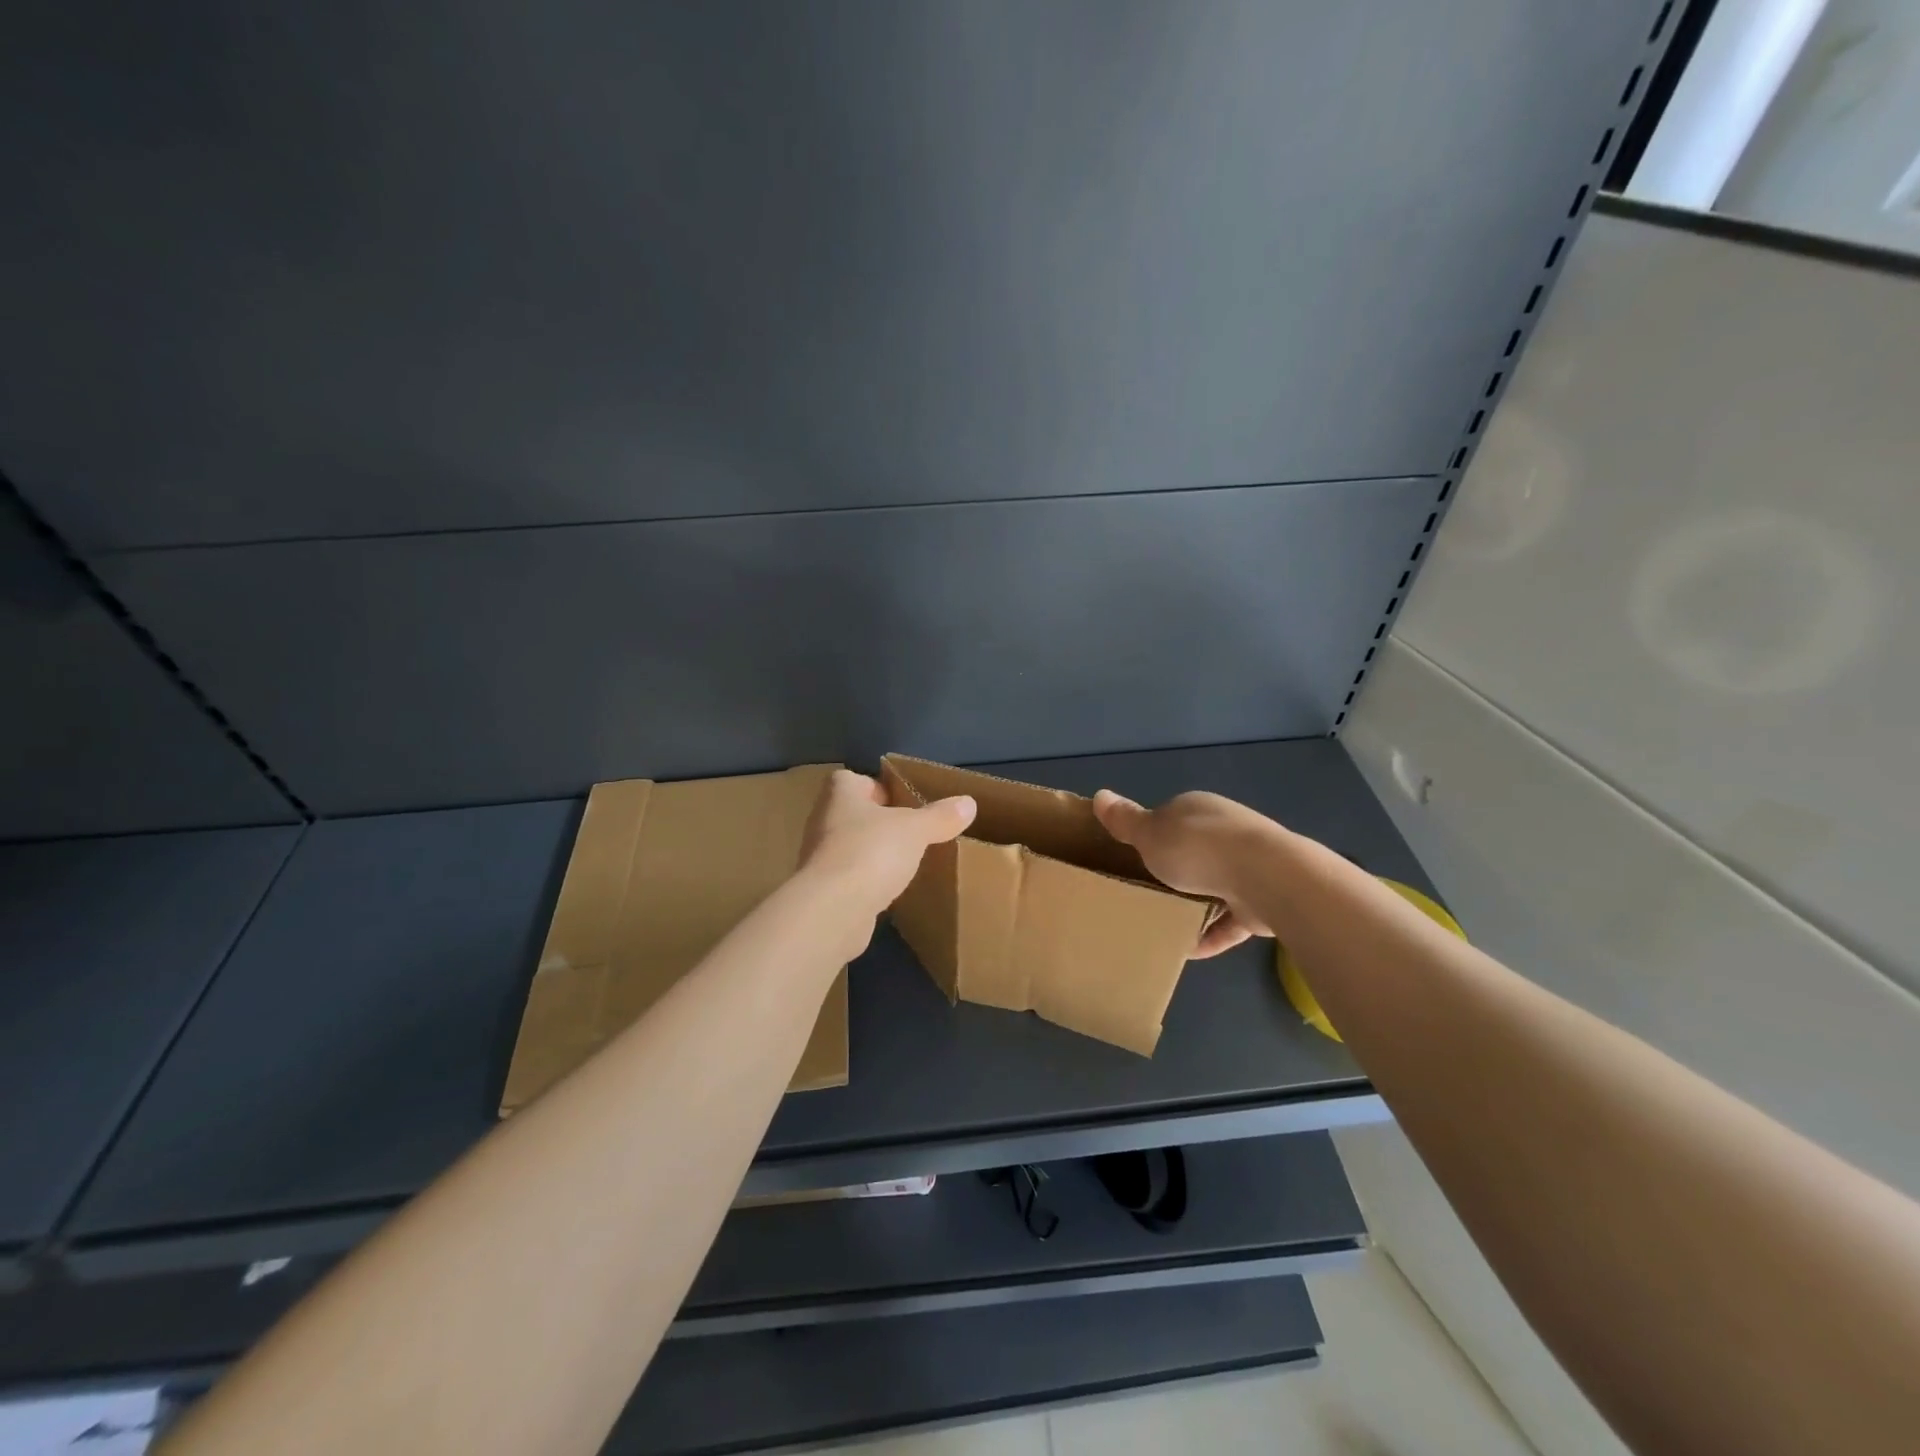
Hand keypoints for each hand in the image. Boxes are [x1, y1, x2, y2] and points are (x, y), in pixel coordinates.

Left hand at [801, 769, 975, 917]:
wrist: (832, 910)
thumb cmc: (871, 852)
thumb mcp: (915, 829)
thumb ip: (940, 816)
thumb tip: (968, 803)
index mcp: (840, 794)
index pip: (853, 780)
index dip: (876, 787)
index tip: (903, 802)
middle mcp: (823, 821)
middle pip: (853, 814)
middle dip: (879, 823)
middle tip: (912, 833)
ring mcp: (819, 858)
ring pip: (851, 847)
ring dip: (873, 854)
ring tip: (905, 863)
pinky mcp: (822, 891)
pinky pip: (850, 879)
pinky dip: (867, 883)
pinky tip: (889, 892)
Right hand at [1092, 789, 1278, 957]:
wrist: (1266, 878)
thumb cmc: (1198, 848)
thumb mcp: (1149, 833)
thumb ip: (1125, 820)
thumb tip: (1099, 795)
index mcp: (1198, 809)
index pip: (1171, 817)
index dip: (1151, 835)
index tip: (1132, 857)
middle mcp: (1226, 831)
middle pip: (1194, 851)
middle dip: (1174, 870)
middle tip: (1144, 891)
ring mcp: (1248, 866)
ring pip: (1215, 884)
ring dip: (1194, 903)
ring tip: (1163, 923)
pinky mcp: (1261, 901)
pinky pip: (1230, 919)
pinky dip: (1211, 933)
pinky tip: (1189, 949)